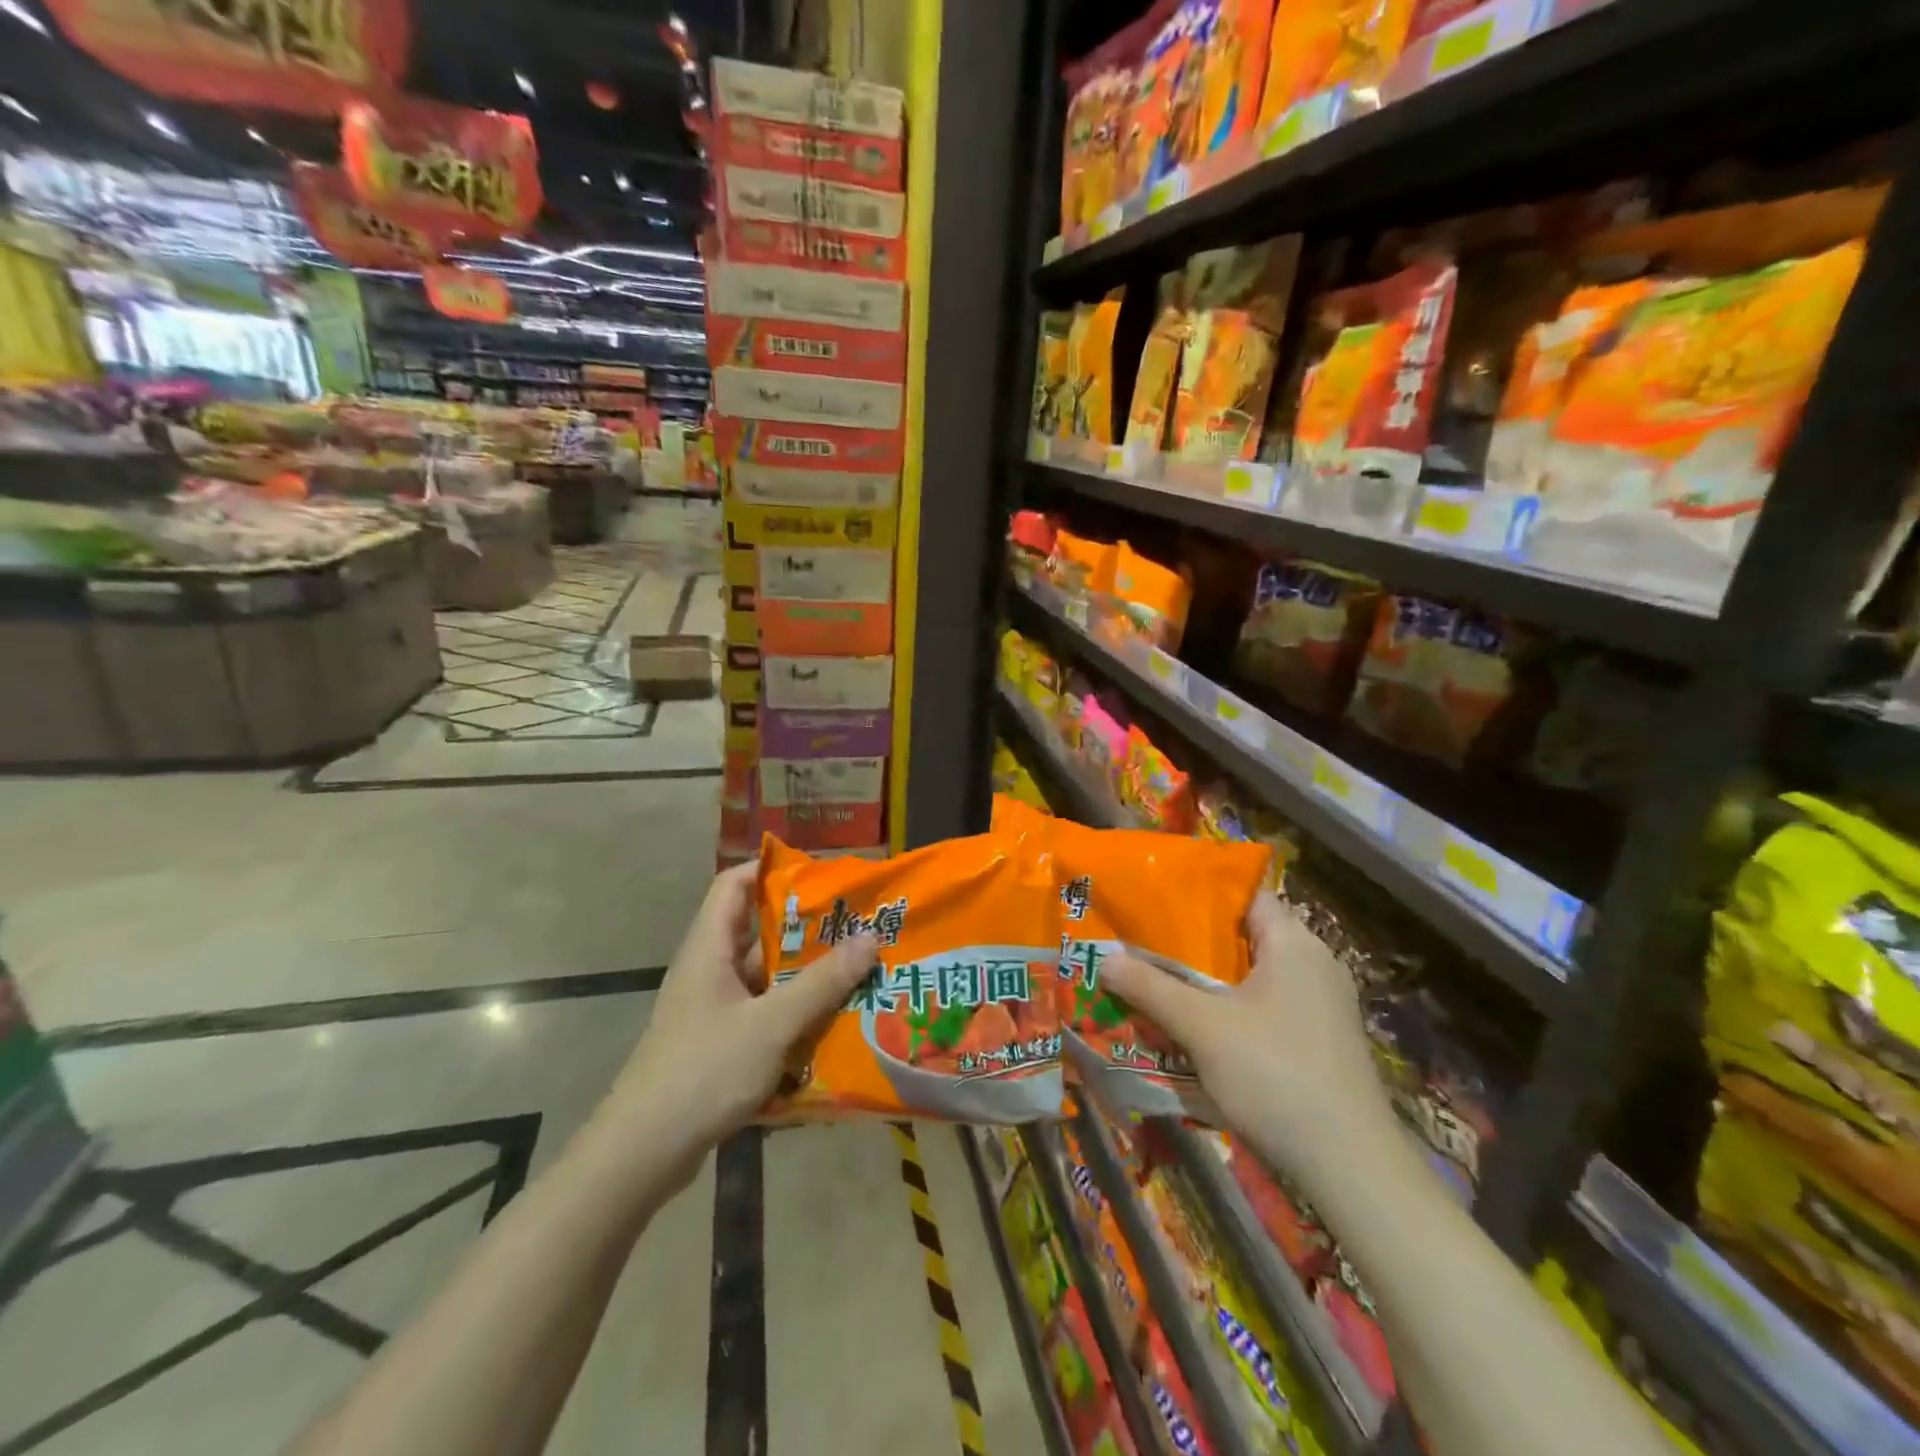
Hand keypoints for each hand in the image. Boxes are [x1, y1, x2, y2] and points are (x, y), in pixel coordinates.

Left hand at [607, 865, 877, 1176]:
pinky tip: (831, 1023)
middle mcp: (709, 971)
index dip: (772, 870)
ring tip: (857, 970)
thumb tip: (870, 937)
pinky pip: (763, 1013)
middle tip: (857, 925)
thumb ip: (821, 982)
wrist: (642, 1155)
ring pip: (765, 977)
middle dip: (806, 928)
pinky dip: (794, 1012)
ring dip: (805, 974)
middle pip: (758, 931)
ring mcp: (713, 1010)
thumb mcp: (770, 1024)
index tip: (821, 875)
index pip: (734, 884)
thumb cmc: (702, 1073)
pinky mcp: (719, 1044)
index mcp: (709, 949)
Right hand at [1100, 895, 1394, 1167]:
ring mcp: (1323, 1005)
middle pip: (1244, 938)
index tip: (1157, 902)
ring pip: (1254, 977)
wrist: (1351, 1166)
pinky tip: (1199, 1031)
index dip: (1201, 895)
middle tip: (1144, 946)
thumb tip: (1104, 959)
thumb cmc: (1275, 1074)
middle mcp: (1315, 964)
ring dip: (1210, 983)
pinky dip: (1233, 1011)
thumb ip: (1150, 988)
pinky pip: (1268, 1008)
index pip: (1245, 895)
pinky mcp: (1323, 1041)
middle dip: (1194, 944)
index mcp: (1294, 943)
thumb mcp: (1202, 1027)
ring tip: (1160, 985)